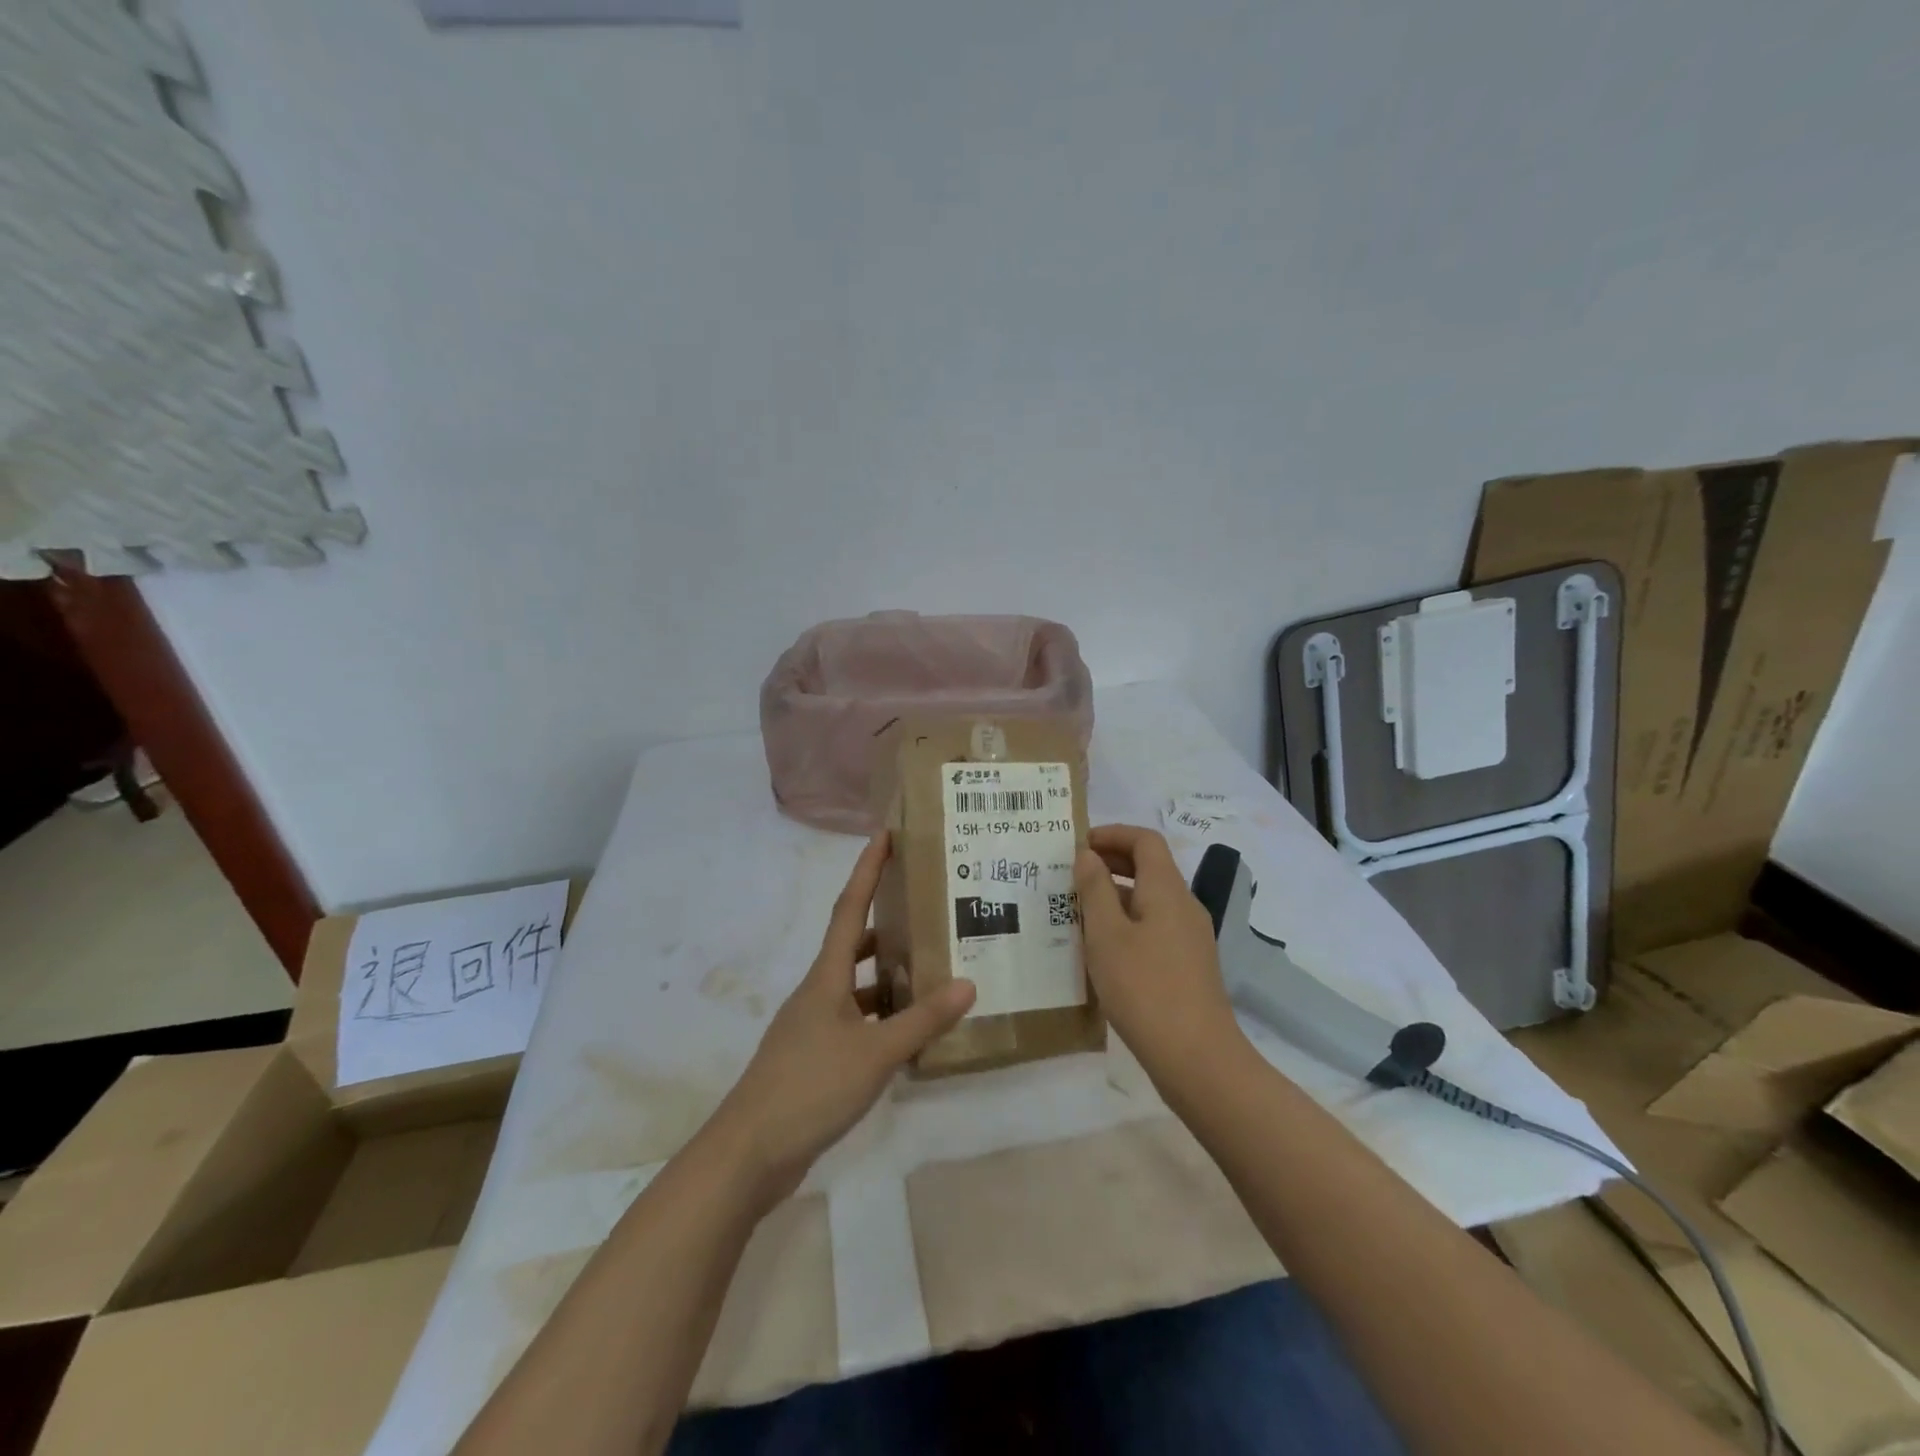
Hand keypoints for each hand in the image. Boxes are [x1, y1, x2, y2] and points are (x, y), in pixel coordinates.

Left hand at [704, 832, 974, 1207]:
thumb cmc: (810, 1087)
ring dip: (886, 976)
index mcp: (826, 977)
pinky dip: (880, 1018)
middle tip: (924, 909)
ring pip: (855, 986)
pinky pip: (854, 1021)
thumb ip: (922, 1020)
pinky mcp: (813, 1058)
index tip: (884, 835)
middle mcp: (817, 992)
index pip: (849, 908)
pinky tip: (906, 1033)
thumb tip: (968, 983)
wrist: (749, 1153)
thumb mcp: (875, 1054)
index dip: (867, 869)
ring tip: (928, 969)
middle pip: (852, 944)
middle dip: (884, 922)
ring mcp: (812, 1026)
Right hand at [1075, 824, 1244, 1082]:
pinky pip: (1155, 927)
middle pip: (1151, 867)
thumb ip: (1095, 890)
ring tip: (1078, 911)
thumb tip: (1088, 855)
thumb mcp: (1106, 935)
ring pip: (1151, 899)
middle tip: (1072, 874)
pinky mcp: (1189, 966)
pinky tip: (1103, 949)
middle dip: (1112, 862)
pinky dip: (1128, 922)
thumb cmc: (1144, 988)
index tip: (1078, 845)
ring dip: (1116, 895)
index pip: (1145, 840)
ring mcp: (1190, 938)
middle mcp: (1184, 906)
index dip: (1112, 834)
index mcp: (1167, 890)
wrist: (1197, 1059)